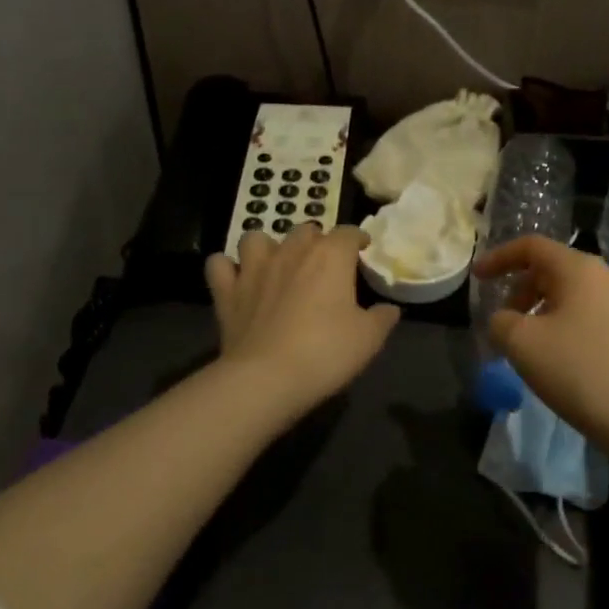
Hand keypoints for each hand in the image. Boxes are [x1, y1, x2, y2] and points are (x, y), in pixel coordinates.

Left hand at [204, 225, 400, 416]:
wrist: (266, 378)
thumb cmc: (325, 352)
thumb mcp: (368, 339)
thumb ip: (382, 318)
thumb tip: (389, 308)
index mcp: (330, 256)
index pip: (348, 232)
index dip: (357, 239)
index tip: (363, 251)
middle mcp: (291, 251)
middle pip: (306, 230)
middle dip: (316, 242)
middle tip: (323, 266)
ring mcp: (254, 268)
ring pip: (257, 238)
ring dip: (268, 247)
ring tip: (276, 266)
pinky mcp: (226, 290)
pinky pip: (219, 265)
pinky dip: (227, 269)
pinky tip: (236, 280)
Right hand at [474, 236, 608, 450]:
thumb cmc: (582, 371)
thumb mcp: (523, 344)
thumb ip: (501, 322)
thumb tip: (505, 320)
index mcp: (579, 269)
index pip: (531, 246)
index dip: (499, 258)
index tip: (477, 278)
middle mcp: (606, 278)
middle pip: (552, 270)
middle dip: (520, 290)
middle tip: (503, 321)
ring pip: (571, 297)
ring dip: (541, 313)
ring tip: (527, 347)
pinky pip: (589, 319)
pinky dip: (564, 329)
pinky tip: (559, 363)